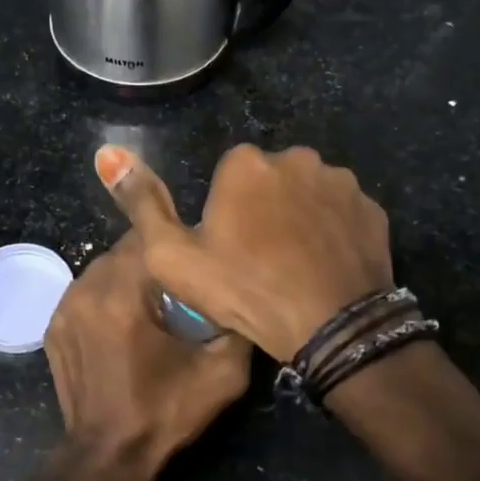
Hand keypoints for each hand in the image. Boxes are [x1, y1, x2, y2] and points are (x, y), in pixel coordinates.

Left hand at [43, 231, 252, 480]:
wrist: (107, 457)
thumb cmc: (163, 413)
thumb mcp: (221, 376)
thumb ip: (238, 328)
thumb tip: (244, 295)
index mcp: (122, 297)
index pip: (148, 239)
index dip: (175, 243)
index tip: (195, 256)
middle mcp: (86, 292)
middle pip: (123, 251)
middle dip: (152, 261)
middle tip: (179, 282)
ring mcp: (64, 308)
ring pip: (103, 269)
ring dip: (129, 277)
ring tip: (154, 301)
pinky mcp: (54, 326)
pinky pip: (86, 292)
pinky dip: (107, 297)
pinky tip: (125, 322)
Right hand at [96, 144, 392, 360]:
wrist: (330, 326)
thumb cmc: (244, 289)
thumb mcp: (173, 255)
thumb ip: (140, 202)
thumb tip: (107, 154)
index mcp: (246, 164)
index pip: (228, 175)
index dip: (225, 212)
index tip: (228, 248)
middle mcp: (296, 158)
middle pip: (270, 179)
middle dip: (264, 208)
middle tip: (261, 259)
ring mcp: (340, 181)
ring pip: (308, 193)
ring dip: (301, 217)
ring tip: (296, 265)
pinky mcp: (372, 208)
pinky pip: (342, 212)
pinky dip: (333, 231)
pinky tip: (326, 264)